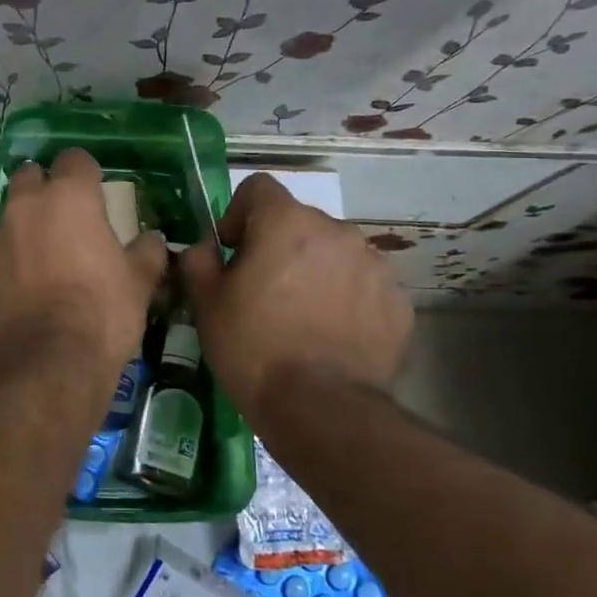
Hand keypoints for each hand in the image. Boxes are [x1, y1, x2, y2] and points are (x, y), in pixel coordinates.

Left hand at [0, 149, 168, 374]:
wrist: (46, 360)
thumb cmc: (102, 311)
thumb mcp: (138, 282)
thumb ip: (147, 252)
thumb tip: (153, 240)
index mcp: (69, 196)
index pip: (74, 159)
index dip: (86, 172)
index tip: (96, 190)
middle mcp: (27, 205)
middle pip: (31, 175)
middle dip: (46, 186)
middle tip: (67, 215)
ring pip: (11, 212)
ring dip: (27, 222)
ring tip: (47, 252)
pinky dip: (13, 255)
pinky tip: (28, 282)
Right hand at [180, 172, 412, 411]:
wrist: (321, 408)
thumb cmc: (253, 346)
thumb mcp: (205, 301)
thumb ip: (198, 259)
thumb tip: (205, 248)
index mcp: (287, 222)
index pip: (258, 188)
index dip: (237, 214)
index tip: (232, 252)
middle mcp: (337, 231)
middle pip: (298, 222)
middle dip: (278, 246)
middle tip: (262, 291)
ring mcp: (374, 266)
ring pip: (332, 253)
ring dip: (313, 270)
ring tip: (299, 316)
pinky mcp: (398, 303)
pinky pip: (361, 286)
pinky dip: (344, 299)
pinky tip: (329, 336)